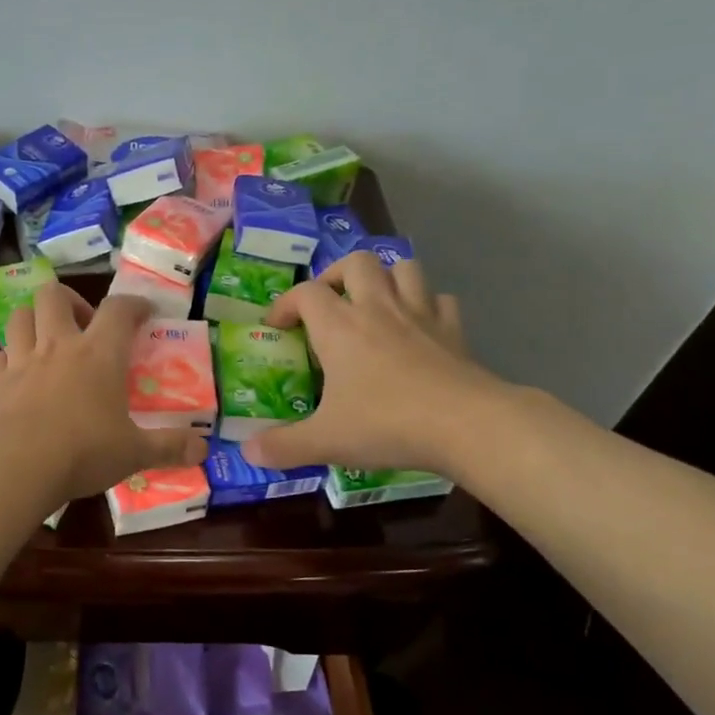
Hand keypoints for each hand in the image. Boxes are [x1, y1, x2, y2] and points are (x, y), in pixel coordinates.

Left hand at [0, 283, 208, 503]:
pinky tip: (15, 376)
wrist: (17, 467)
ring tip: (47, 344)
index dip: (133, 304)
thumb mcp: (135, 453)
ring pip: (20, 317)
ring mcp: (21, 361)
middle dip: (70, 301)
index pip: (119, 309)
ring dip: (34, 322)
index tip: (143, 312)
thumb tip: (203, 449)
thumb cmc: (84, 452)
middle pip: (54, 295)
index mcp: (99, 354)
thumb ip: (170, 447)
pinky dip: (6, 360)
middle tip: (83, 326)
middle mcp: (58, 346)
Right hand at [243, 251, 496, 475]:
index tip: (277, 326)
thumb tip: (248, 452)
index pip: (305, 293)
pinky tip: (421, 327)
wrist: (466, 424)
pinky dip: (428, 305)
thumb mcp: (326, 440)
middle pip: (355, 262)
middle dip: (336, 275)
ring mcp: (420, 314)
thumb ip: (283, 446)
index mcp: (339, 326)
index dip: (285, 303)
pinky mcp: (454, 329)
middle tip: (328, 303)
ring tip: (374, 302)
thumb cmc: (386, 424)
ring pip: (403, 268)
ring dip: (386, 277)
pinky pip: (441, 300)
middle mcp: (377, 308)